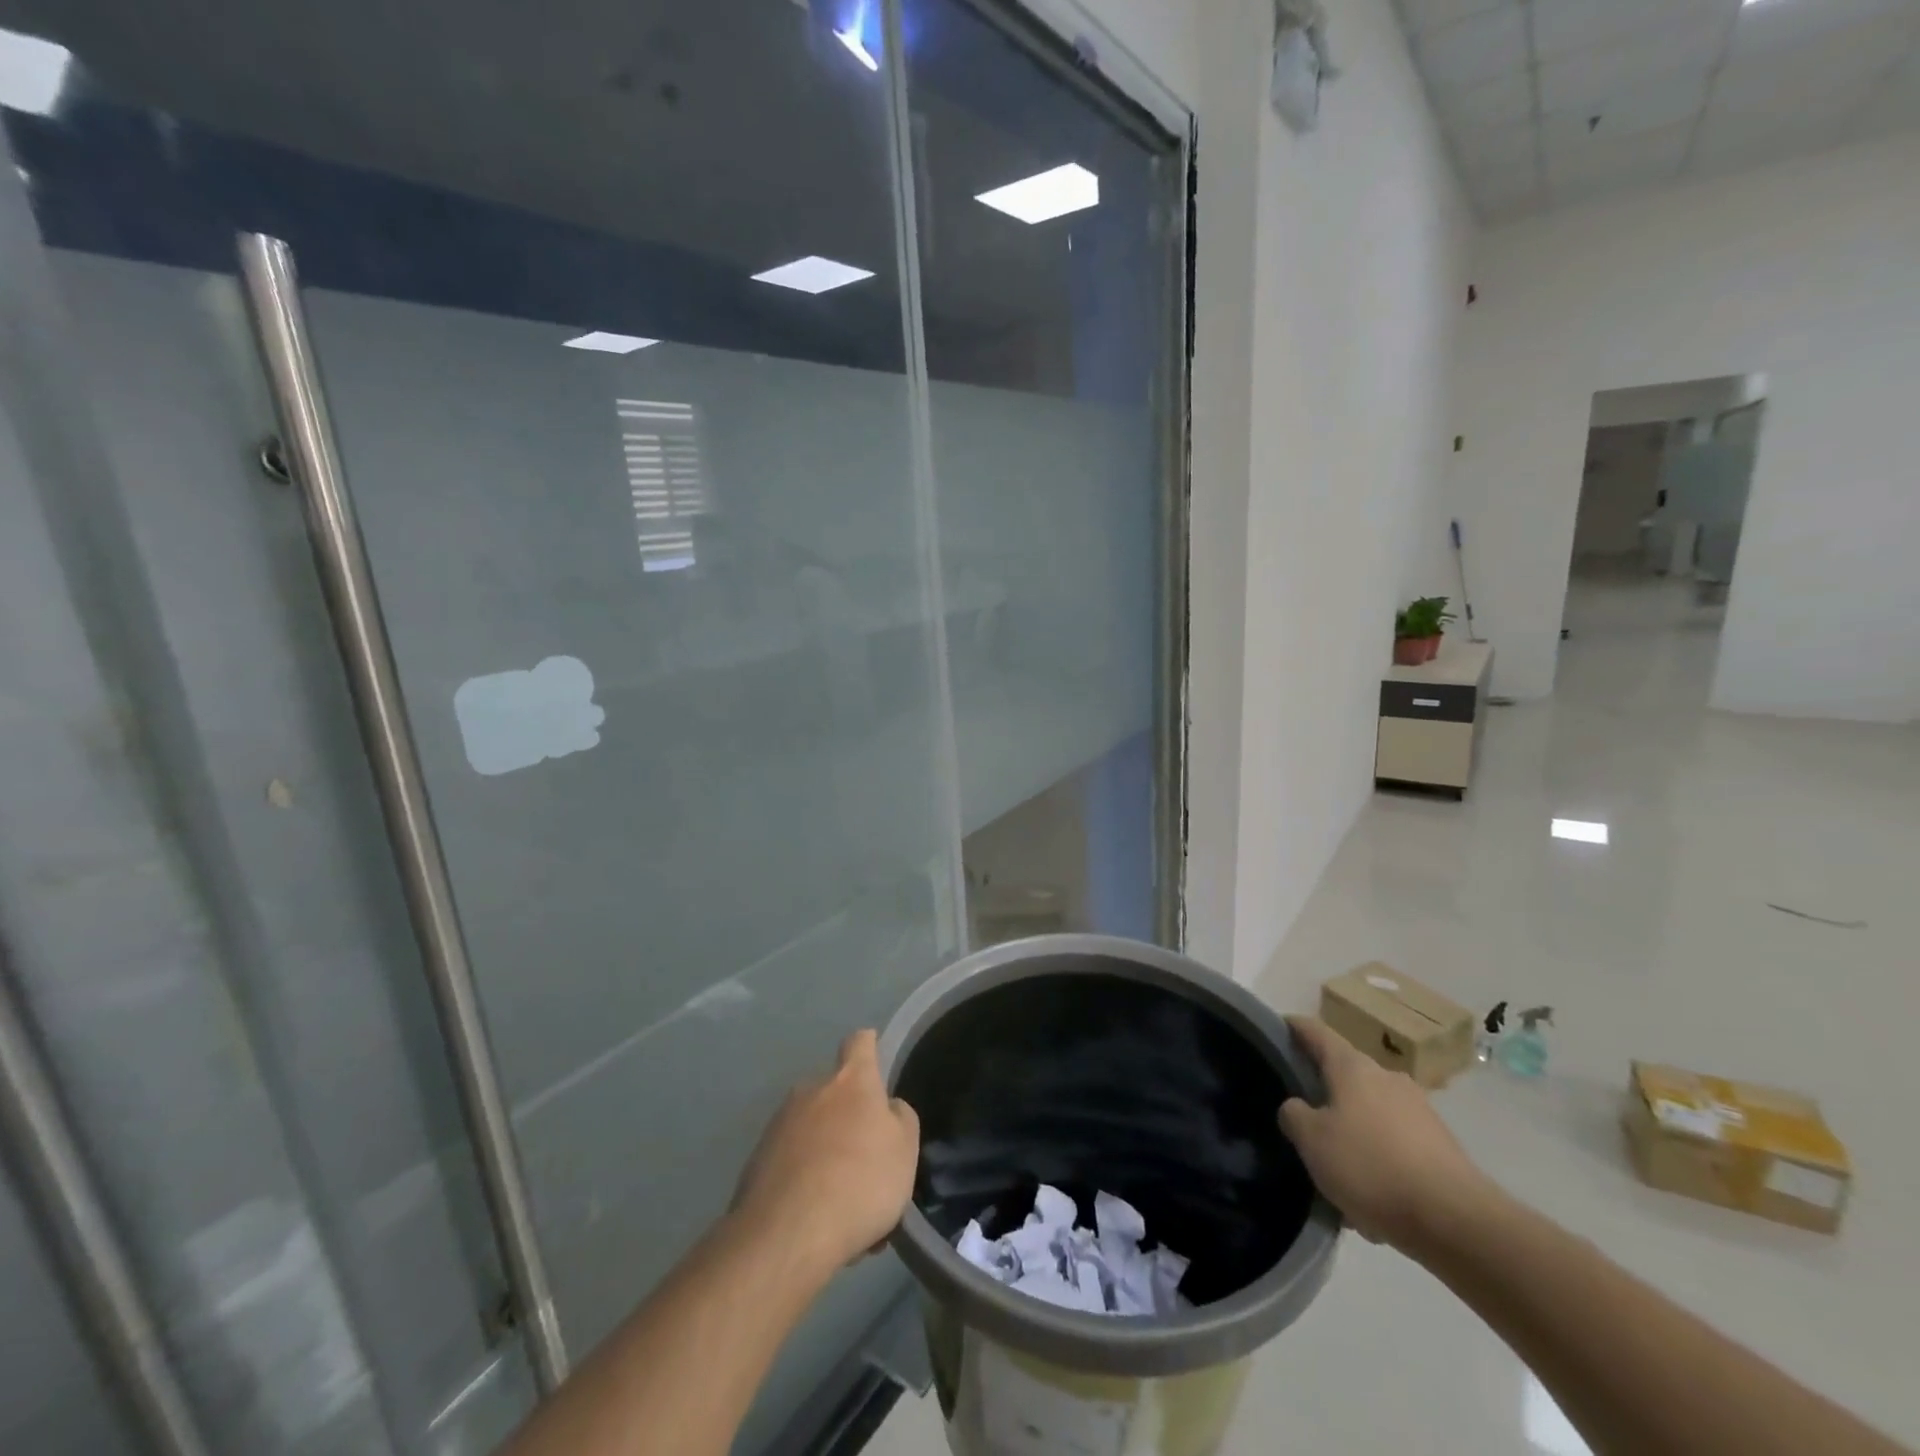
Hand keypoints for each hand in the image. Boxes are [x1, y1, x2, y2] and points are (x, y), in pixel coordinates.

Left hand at [732, 1030, 920, 1272]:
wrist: (787, 1235)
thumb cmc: (860, 1181)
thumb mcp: (904, 1151)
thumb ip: (900, 1119)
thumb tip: (887, 1107)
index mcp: (850, 1081)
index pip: (859, 1043)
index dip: (869, 1046)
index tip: (874, 1051)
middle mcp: (811, 1091)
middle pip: (834, 1092)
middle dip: (848, 1117)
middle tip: (866, 1157)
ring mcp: (779, 1125)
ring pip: (812, 1130)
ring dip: (827, 1151)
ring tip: (844, 1200)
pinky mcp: (756, 1161)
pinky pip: (791, 1162)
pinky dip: (805, 1179)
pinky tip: (817, 1218)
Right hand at [1278, 1015, 1493, 1252]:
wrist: (1457, 1222)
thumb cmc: (1371, 1166)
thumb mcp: (1312, 1141)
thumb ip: (1294, 1115)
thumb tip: (1297, 1107)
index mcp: (1353, 1067)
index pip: (1316, 1032)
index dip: (1294, 1027)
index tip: (1277, 1028)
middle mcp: (1387, 1077)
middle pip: (1346, 1074)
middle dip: (1325, 1090)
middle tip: (1303, 1115)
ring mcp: (1419, 1110)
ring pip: (1371, 1113)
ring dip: (1353, 1131)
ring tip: (1338, 1168)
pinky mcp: (1441, 1146)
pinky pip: (1396, 1144)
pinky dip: (1379, 1159)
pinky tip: (1372, 1197)